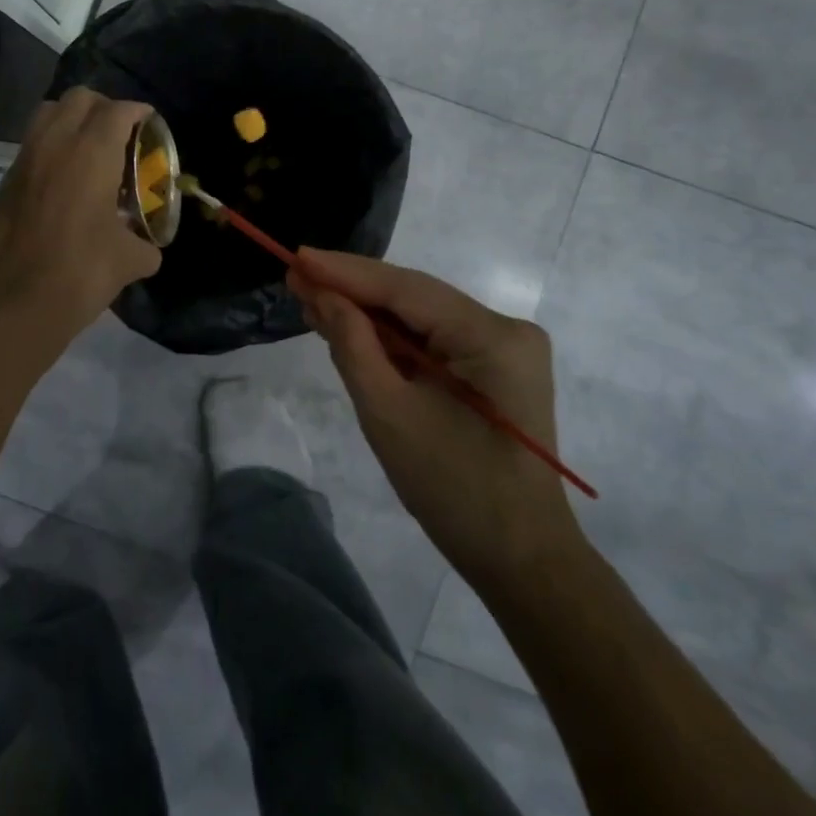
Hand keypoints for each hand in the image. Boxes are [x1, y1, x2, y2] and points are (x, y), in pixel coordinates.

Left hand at [0, 87, 161, 341]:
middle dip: (104, 108)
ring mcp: (24, 160)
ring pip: (48, 114)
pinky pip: (31, 145)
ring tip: (89, 151)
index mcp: (91, 153)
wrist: (11, 304)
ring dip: (72, 120)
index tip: (150, 124)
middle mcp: (55, 144)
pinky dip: (50, 148)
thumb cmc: (78, 273)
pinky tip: (63, 183)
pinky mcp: (4, 182)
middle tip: (120, 135)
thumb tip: (147, 248)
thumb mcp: (129, 261)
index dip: (139, 112)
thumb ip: (145, 245)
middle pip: (79, 98)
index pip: (118, 110)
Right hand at [289, 252, 580, 580]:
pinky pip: (431, 340)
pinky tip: (348, 326)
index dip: (346, 272)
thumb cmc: (454, 491)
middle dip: (352, 290)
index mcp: (492, 337)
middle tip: (295, 277)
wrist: (520, 560)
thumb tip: (323, 296)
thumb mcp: (390, 415)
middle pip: (414, 298)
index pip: (406, 288)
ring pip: (419, 317)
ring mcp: (502, 348)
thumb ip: (354, 346)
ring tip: (310, 298)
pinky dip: (389, 338)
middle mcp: (504, 329)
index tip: (297, 256)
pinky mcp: (491, 367)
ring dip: (367, 314)